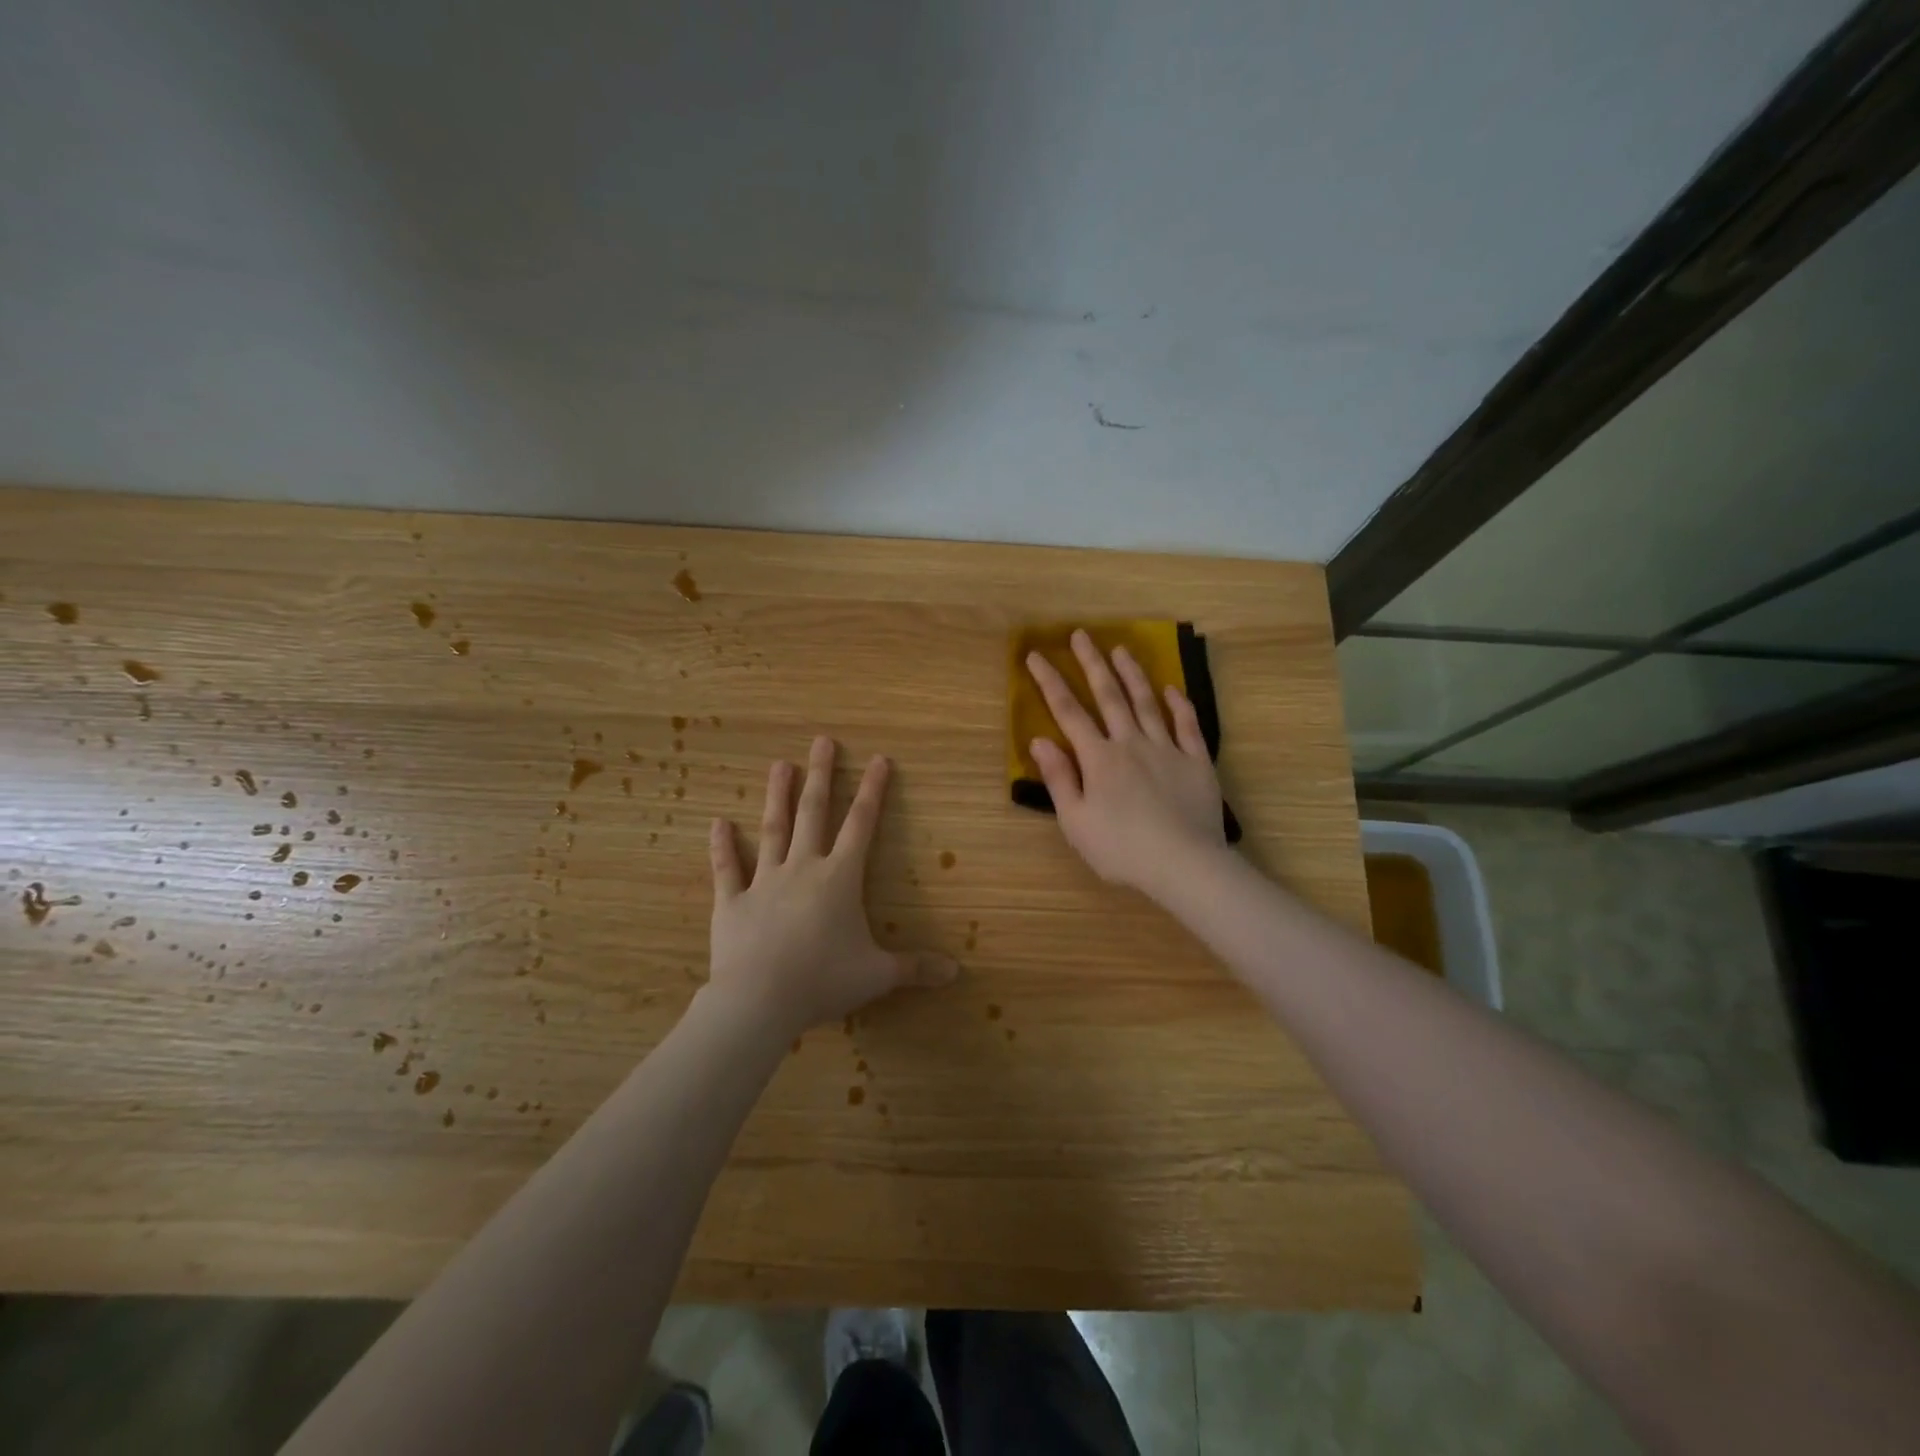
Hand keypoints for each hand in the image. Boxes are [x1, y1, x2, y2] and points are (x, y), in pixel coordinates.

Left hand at [706, 737, 957, 1036]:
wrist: (759, 1000)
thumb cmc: (823, 980)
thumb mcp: (877, 975)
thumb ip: (915, 968)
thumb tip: (956, 972)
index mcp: (839, 878)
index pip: (862, 824)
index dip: (873, 790)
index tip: (879, 759)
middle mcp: (803, 868)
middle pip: (814, 812)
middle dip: (821, 775)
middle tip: (822, 741)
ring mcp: (764, 882)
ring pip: (773, 830)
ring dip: (777, 796)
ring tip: (780, 764)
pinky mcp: (732, 902)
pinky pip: (727, 869)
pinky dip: (722, 846)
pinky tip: (718, 822)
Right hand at [1026, 629, 1227, 899]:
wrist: (1184, 864)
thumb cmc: (1121, 849)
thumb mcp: (1076, 821)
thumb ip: (1059, 778)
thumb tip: (1039, 741)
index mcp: (1098, 758)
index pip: (1068, 712)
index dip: (1050, 682)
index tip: (1036, 656)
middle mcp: (1131, 743)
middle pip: (1108, 696)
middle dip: (1092, 663)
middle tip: (1081, 635)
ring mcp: (1167, 749)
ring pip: (1146, 702)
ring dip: (1132, 674)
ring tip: (1121, 650)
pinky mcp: (1196, 761)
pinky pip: (1187, 725)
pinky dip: (1178, 705)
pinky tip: (1171, 689)